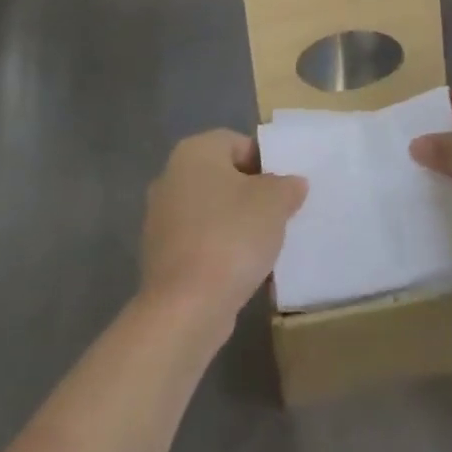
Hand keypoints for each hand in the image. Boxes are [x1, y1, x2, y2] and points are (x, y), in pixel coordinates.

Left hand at [140, 130, 306, 339]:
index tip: (284, 189)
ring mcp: (160, 217)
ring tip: (264, 244)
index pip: (238, 143)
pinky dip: (219, 248)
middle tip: (279, 214)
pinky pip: (199, 240)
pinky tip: (240, 268)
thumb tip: (292, 184)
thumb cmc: (232, 236)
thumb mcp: (274, 203)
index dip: (266, 162)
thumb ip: (287, 186)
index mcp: (195, 151)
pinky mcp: (159, 255)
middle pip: (223, 176)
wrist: (185, 308)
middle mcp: (170, 176)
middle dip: (251, 193)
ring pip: (211, 209)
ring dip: (235, 222)